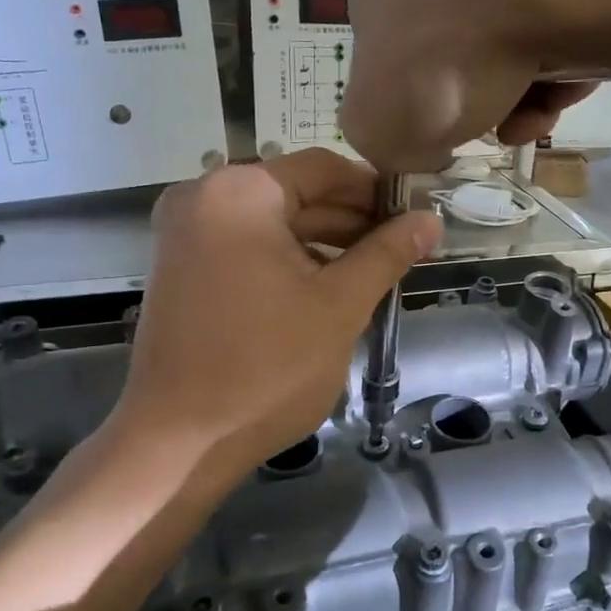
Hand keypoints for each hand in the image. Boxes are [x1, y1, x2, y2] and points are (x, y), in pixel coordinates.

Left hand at [110, 150, 441, 480]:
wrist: (179, 443)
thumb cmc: (267, 367)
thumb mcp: (340, 305)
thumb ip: (387, 253)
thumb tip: (430, 220)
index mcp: (239, 192)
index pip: (323, 168)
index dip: (374, 190)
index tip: (413, 217)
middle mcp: (202, 198)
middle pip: (296, 193)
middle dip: (351, 220)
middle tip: (401, 250)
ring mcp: (185, 235)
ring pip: (273, 222)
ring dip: (324, 242)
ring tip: (373, 273)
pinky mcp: (181, 269)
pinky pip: (247, 246)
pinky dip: (288, 260)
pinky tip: (327, 288)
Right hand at [339, 0, 603, 171]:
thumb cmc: (442, 54)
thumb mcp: (375, 127)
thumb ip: (380, 141)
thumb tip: (418, 144)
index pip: (388, 52)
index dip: (414, 105)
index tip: (441, 136)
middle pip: (456, 51)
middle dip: (478, 103)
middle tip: (498, 130)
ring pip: (511, 40)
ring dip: (524, 94)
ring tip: (538, 115)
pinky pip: (562, 21)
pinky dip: (566, 62)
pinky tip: (571, 84)